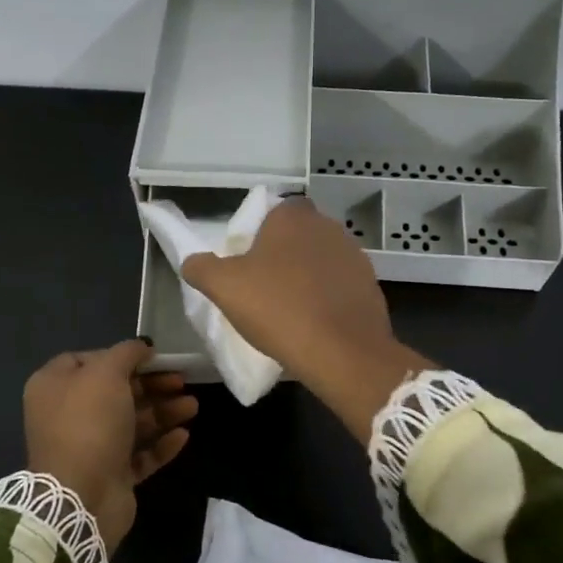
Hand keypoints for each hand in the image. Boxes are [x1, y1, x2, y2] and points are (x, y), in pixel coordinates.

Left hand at [23, 340, 197, 550]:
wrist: (82, 496)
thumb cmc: (89, 423)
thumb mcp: (107, 373)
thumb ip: (127, 353)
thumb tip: (142, 346)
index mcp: (55, 386)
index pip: (88, 360)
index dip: (121, 356)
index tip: (153, 357)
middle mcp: (68, 415)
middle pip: (116, 392)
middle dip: (152, 385)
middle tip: (182, 380)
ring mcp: (89, 447)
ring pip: (131, 423)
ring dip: (163, 412)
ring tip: (193, 406)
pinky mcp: (109, 475)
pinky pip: (138, 454)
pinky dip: (160, 444)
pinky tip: (183, 435)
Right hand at [183, 199, 428, 438]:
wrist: (341, 351)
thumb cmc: (277, 308)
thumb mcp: (224, 288)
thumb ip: (202, 268)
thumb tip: (192, 261)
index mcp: (293, 217)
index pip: (274, 212)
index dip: (260, 234)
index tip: (248, 263)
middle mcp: (328, 226)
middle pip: (298, 236)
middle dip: (283, 255)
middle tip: (264, 287)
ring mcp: (354, 255)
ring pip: (321, 260)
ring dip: (307, 277)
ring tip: (289, 310)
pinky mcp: (370, 285)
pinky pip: (340, 286)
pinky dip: (327, 298)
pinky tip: (315, 323)